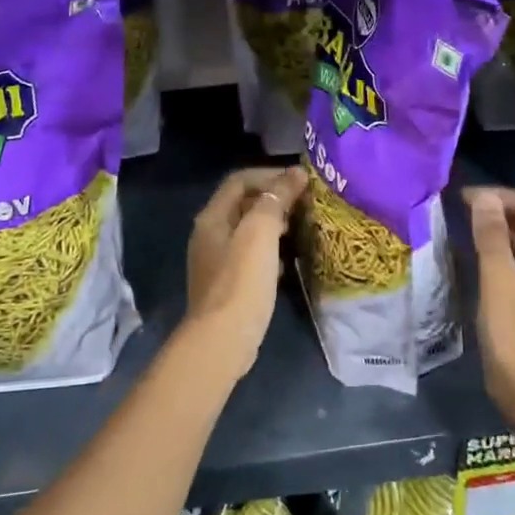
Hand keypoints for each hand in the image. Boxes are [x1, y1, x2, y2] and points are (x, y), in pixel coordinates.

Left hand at [183, 166, 308, 382]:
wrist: (222, 340)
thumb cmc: (241, 281)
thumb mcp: (261, 233)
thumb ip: (276, 199)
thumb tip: (295, 173)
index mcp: (212, 217)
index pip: (240, 180)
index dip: (269, 175)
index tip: (300, 182)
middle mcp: (210, 234)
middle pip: (243, 204)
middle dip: (274, 199)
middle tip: (305, 204)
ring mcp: (217, 261)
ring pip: (248, 231)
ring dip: (274, 224)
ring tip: (301, 227)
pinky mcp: (228, 285)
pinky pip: (250, 256)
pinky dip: (270, 251)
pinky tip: (288, 261)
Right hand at [466, 186, 514, 425]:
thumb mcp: (498, 282)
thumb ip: (492, 237)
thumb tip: (486, 198)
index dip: (497, 196)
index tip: (461, 197)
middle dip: (501, 212)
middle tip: (461, 212)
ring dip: (505, 234)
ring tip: (469, 231)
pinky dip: (512, 256)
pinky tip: (487, 261)